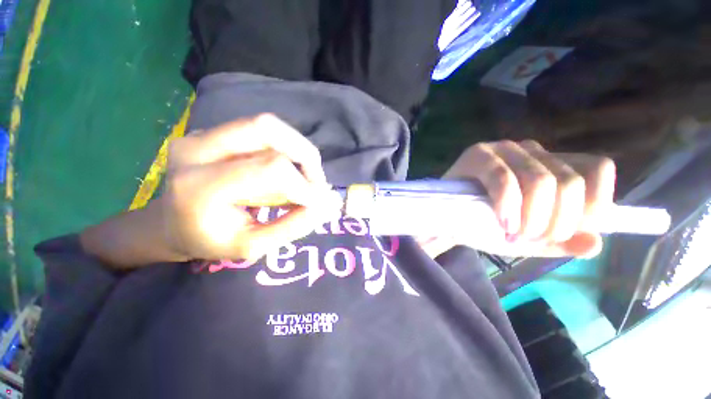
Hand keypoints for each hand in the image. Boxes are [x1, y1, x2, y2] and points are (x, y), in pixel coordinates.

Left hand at [81, 114, 341, 267]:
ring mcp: (200, 134)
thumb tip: (326, 206)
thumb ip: (292, 226)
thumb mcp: (252, 246)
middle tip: (317, 183)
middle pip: (267, 130)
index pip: (270, 169)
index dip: (305, 184)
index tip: (320, 203)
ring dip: (298, 149)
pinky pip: (260, 131)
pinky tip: (289, 167)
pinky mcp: (211, 131)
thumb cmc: (209, 241)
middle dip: (306, 156)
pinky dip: (286, 147)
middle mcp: (196, 149)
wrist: (171, 224)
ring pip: (267, 125)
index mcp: (199, 186)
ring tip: (306, 175)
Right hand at [442, 140, 615, 258]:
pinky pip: (504, 179)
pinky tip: (503, 223)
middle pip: (569, 182)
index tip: (566, 232)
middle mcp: (532, 151)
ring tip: (514, 235)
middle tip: (532, 239)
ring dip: (533, 218)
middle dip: (557, 222)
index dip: (594, 204)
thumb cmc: (487, 226)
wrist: (448, 219)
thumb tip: (595, 243)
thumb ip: (562, 243)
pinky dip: (508, 205)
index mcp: (553, 166)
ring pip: (540, 180)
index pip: (597, 169)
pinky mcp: (478, 155)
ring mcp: (504, 150)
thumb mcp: (529, 240)